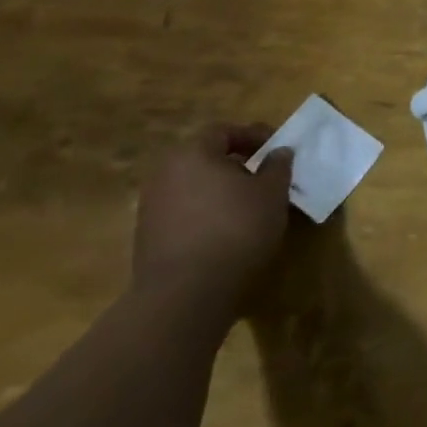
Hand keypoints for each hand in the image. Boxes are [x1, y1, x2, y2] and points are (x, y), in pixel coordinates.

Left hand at [133, 124, 291, 307]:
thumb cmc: (235, 229)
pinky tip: (226, 232)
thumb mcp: (272, 192)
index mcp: (192, 154)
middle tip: (263, 176)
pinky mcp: (147, 240)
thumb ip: (277, 166)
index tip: (276, 149)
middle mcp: (164, 175)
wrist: (184, 296)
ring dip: (220, 191)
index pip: (224, 131)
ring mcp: (151, 209)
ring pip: (193, 187)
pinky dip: (205, 214)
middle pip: (204, 158)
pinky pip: (183, 213)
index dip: (254, 135)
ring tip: (248, 207)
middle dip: (235, 164)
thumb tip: (278, 152)